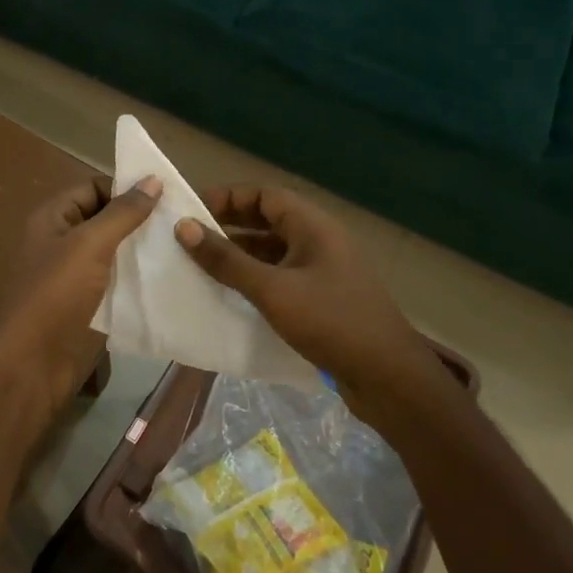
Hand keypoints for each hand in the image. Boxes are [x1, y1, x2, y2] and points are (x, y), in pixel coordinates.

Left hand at [0, 174, 161, 433]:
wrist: (31, 365)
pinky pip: (118, 284)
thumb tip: (152, 179)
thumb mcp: (89, 245)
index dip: (125, 188)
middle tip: (185, 221)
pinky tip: (173, 278)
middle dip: (140, 221)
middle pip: (105, 221)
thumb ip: (122, 213)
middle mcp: (62, 242)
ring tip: (187, 247)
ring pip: (115, 254)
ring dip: (144, 251)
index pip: (92, 188)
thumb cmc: (54, 295)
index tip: (168, 194)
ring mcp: (75, 277)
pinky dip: (140, 280)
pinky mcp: (89, 306)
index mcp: (53, 219)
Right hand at [174, 184, 426, 390]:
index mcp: (313, 226)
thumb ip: (227, 259)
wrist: (388, 377)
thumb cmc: (330, 323)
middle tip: (190, 237)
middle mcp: (320, 240)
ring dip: (240, 253)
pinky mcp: (323, 298)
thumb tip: (184, 226)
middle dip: (229, 224)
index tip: (191, 210)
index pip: (264, 195)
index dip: (228, 197)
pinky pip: (282, 275)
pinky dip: (256, 277)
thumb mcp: (272, 290)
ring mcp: (324, 270)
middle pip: (269, 219)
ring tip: (202, 264)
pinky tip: (232, 293)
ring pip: (274, 249)